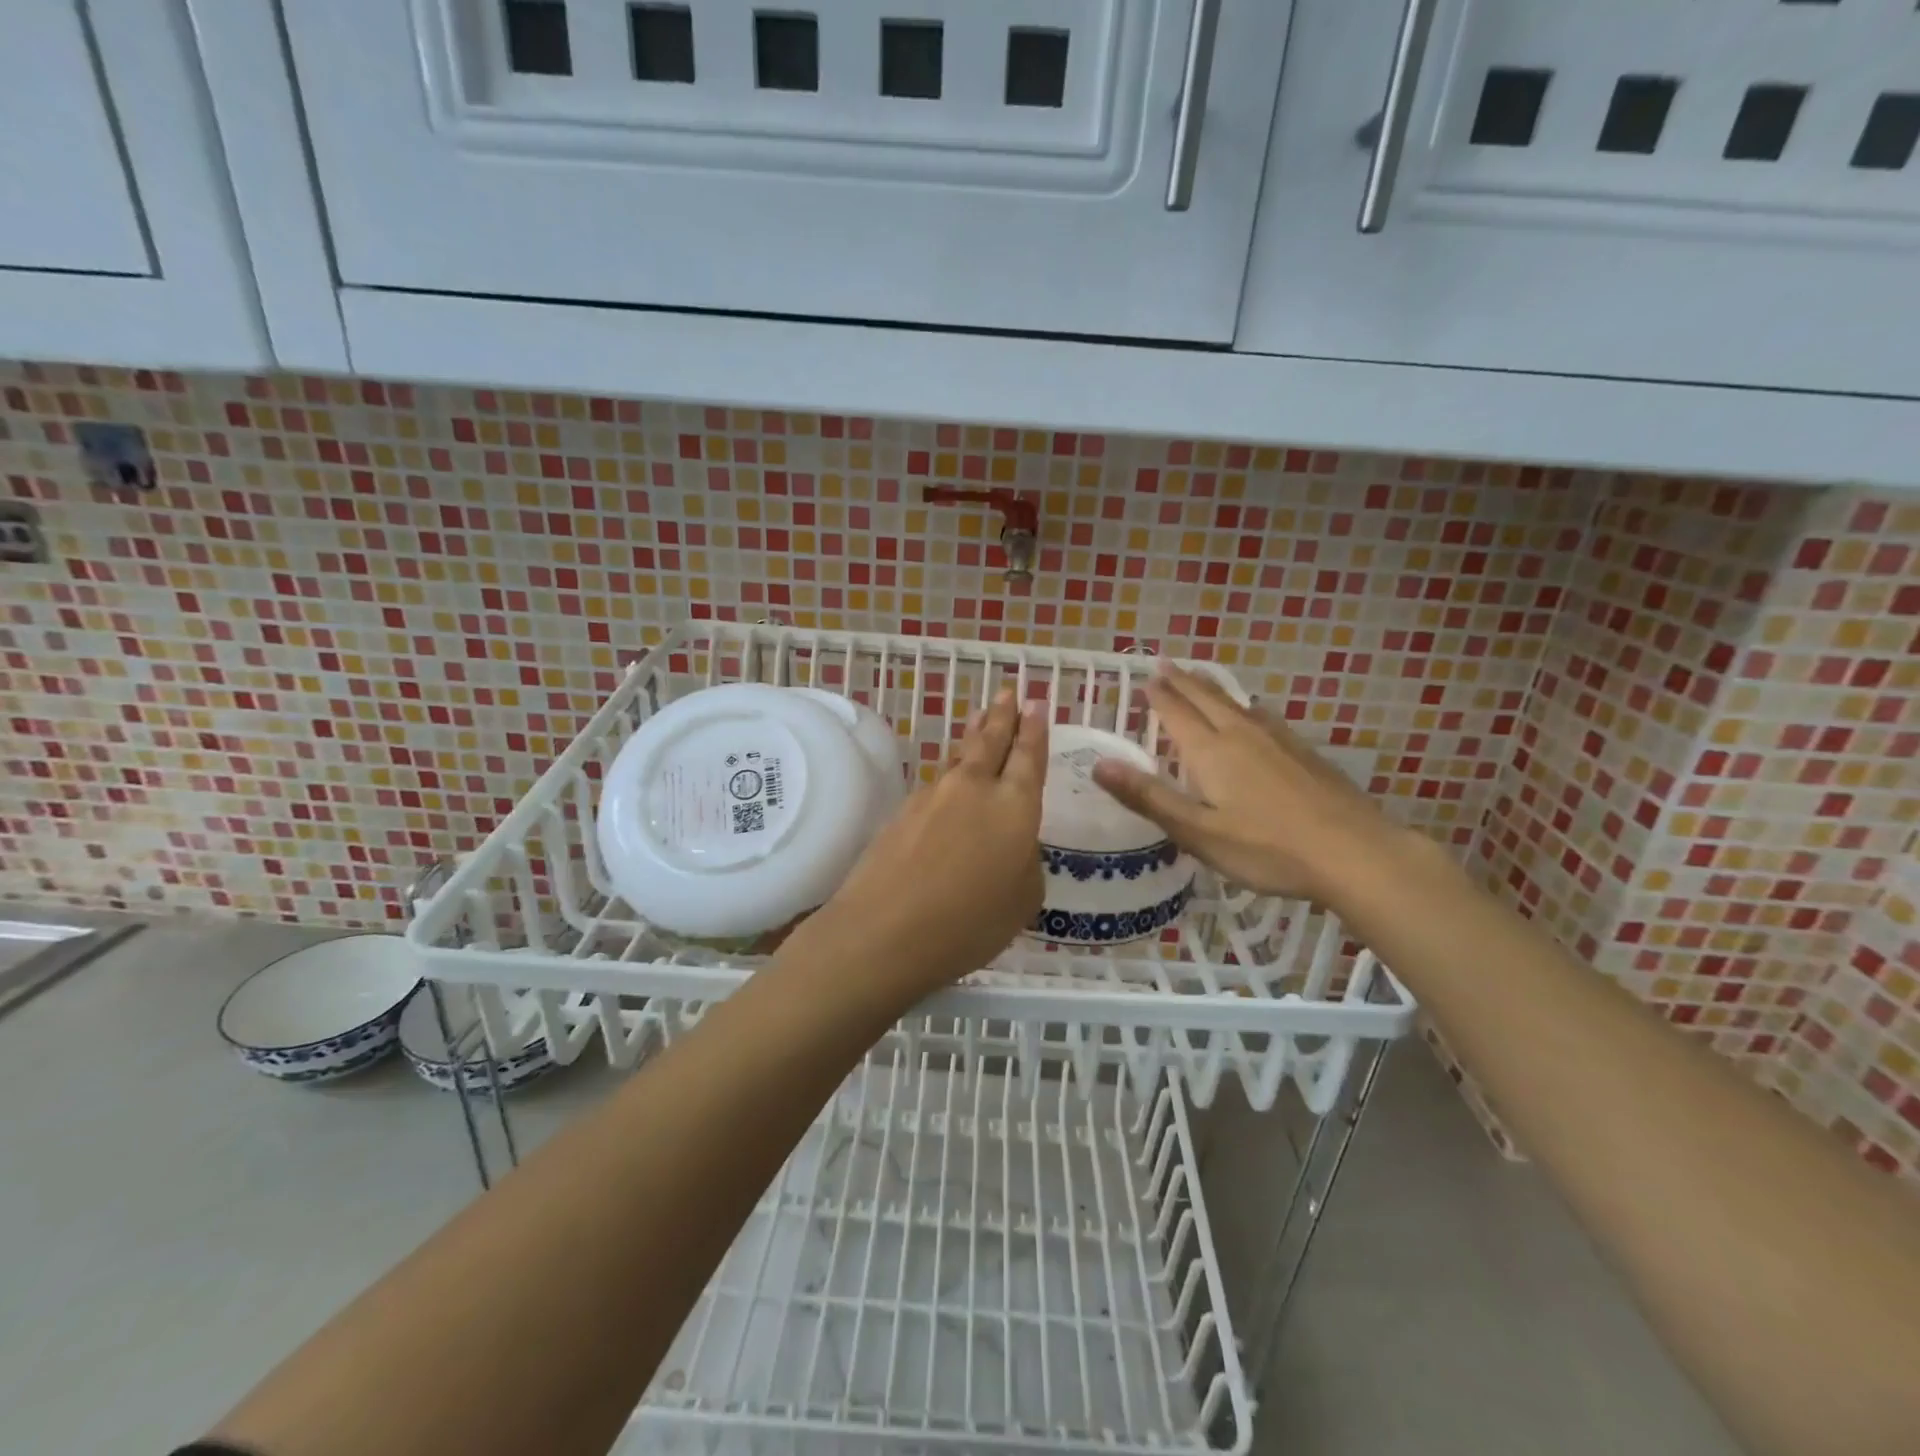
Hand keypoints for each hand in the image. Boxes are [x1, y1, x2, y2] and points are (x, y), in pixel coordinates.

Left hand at [801, 689, 1046, 997]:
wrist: (884, 930)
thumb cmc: (969, 923)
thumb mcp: (1022, 900)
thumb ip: (1023, 862)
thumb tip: (1011, 845)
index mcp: (1014, 806)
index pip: (1028, 757)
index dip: (1034, 729)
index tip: (1036, 703)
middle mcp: (974, 789)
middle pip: (991, 741)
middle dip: (1003, 715)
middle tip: (1008, 691)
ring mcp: (934, 796)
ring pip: (959, 756)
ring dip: (973, 735)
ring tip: (980, 717)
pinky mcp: (902, 810)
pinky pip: (937, 780)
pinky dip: (949, 770)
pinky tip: (949, 775)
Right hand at [1091, 665, 1404, 906]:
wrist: (1353, 852)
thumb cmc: (1266, 848)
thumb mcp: (1197, 831)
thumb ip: (1148, 797)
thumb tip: (1099, 764)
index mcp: (1211, 751)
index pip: (1177, 713)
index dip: (1159, 696)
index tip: (1146, 676)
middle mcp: (1242, 735)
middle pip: (1206, 699)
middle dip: (1183, 682)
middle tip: (1166, 663)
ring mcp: (1279, 741)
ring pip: (1238, 704)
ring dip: (1213, 689)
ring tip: (1201, 680)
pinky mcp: (1305, 753)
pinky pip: (1264, 717)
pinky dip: (1246, 707)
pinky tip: (1255, 714)